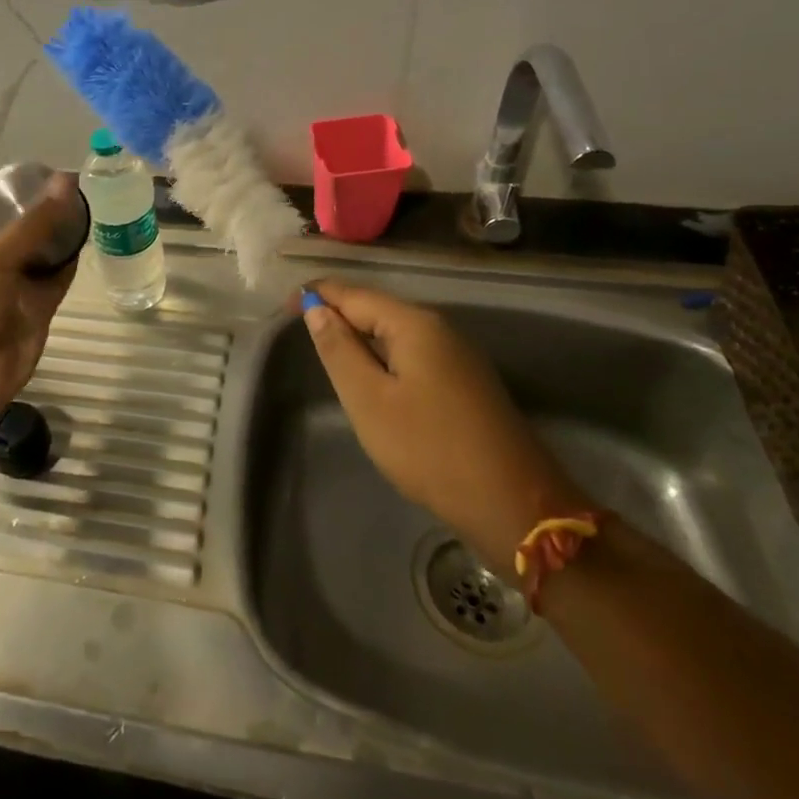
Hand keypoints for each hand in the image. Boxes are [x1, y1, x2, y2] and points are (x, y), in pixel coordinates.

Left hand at [0, 177, 79, 424]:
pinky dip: (70, 261)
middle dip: (46, 208)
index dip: (16, 187)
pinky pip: (56, 276)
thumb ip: (36, 220)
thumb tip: (68, 180)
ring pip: (42, 249)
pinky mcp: (36, 305)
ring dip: (62, 233)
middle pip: (21, 223)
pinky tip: (91, 239)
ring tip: (92, 205)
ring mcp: (13, 281)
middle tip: (82, 185)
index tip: (50, 171)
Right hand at [301, 279, 588, 573]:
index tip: (284, 306)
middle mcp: (440, 329)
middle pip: (377, 309)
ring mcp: (459, 356)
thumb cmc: (429, 449)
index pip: (353, 294)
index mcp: (415, 324)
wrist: (514, 504)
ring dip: (361, 336)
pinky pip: (414, 355)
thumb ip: (339, 350)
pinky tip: (373, 378)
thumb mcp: (369, 400)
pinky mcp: (467, 383)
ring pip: (396, 333)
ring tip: (328, 350)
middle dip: (338, 313)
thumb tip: (316, 308)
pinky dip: (384, 357)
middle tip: (299, 329)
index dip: (317, 294)